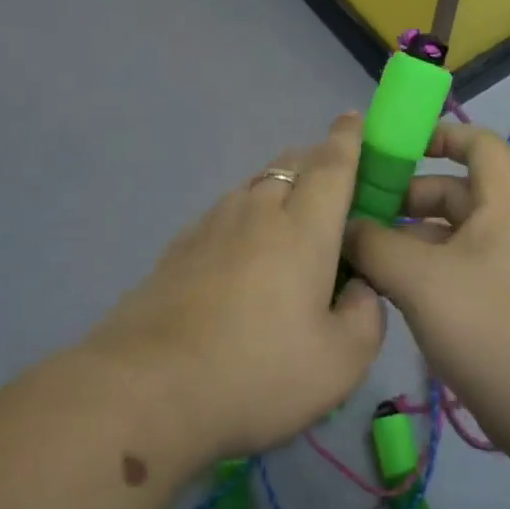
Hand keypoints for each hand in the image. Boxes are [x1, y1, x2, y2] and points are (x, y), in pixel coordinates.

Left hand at [82, 113, 386, 463]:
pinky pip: (224, 212)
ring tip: (291, 220)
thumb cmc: (256, 372)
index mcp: (303, 228)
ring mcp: (211, 225)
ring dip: (281, 187)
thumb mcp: (340, 363)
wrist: (144, 390)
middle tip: (336, 185)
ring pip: (255, 185)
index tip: (354, 118)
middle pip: (291, 164)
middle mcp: (257, 211)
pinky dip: (246, 215)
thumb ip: (365, 316)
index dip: (348, 138)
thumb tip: (359, 288)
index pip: (332, 164)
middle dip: (318, 160)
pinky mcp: (178, 247)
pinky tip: (243, 251)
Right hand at [342, 122, 509, 448]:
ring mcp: (495, 268)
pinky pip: (444, 269)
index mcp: (501, 205)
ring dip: (401, 237)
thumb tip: (344, 227)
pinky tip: (376, 286)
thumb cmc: (490, 326)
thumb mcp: (421, 279)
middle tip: (352, 210)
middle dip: (403, 196)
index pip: (480, 144)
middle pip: (450, 191)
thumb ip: (375, 245)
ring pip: (442, 235)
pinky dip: (412, 269)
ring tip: (353, 250)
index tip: (396, 147)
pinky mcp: (488, 304)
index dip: (442, 134)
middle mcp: (501, 228)